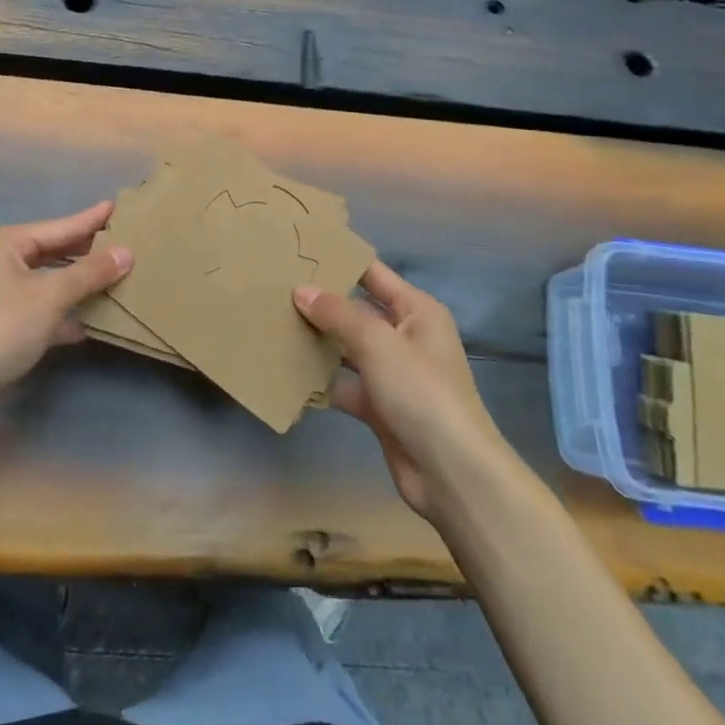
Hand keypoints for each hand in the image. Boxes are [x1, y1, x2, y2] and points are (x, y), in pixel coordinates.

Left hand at [0, 201, 131, 404]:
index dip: (91, 220)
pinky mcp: (4, 325)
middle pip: (54, 252)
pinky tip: (94, 319)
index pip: (59, 226)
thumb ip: (90, 273)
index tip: (119, 206)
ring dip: (81, 284)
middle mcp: (0, 261)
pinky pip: (44, 309)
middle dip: (89, 253)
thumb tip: (127, 252)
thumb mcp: (50, 295)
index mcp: (4, 242)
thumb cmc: (0, 327)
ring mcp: (0, 294)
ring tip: (119, 276)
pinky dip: (67, 313)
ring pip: (50, 282)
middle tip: (127, 242)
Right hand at [294, 263, 500, 519]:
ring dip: (318, 341)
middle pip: (357, 311)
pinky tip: (288, 373)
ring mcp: (392, 373)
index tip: (300, 252)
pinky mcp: (380, 406)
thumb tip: (301, 290)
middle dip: (321, 303)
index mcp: (416, 311)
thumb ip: (338, 314)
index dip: (341, 262)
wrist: (450, 472)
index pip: (373, 275)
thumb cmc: (421, 392)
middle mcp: (406, 336)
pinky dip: (322, 380)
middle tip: (275, 288)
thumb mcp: (378, 344)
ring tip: (274, 324)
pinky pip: (345, 384)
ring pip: (348, 348)